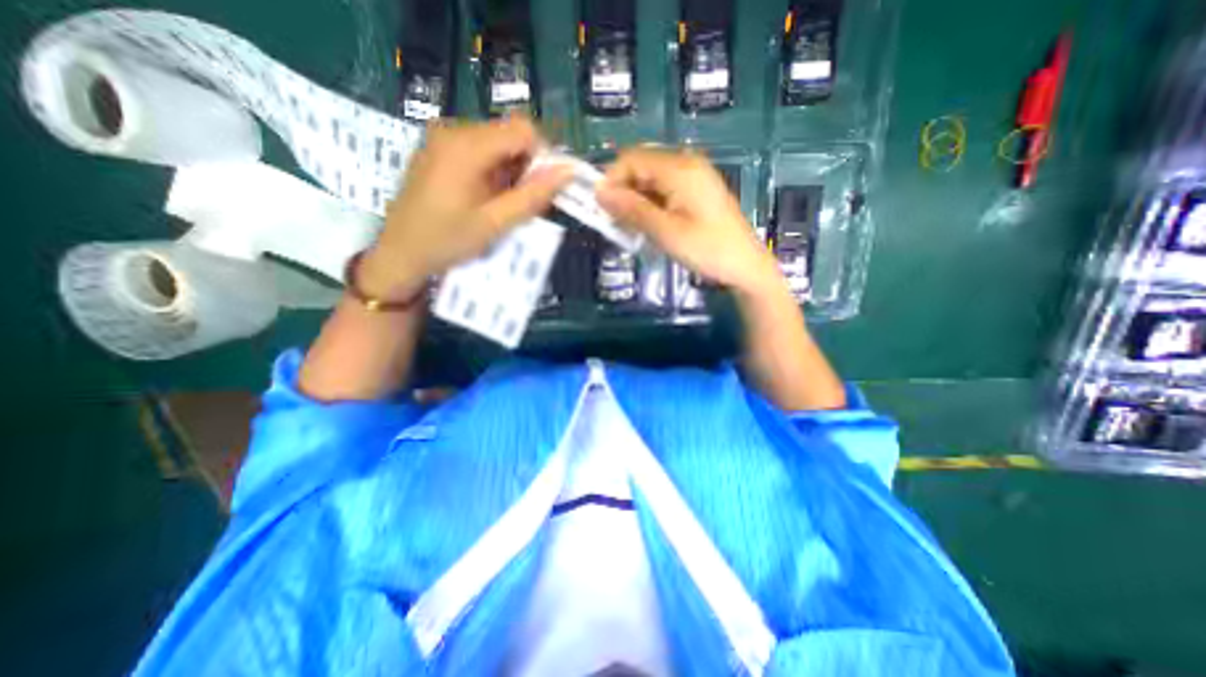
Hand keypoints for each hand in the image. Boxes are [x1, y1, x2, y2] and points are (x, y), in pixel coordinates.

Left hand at [357, 118, 569, 297]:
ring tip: (505, 206)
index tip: (544, 190)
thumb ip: (533, 196)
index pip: (523, 130)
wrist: (400, 254)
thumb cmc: (447, 241)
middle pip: (510, 135)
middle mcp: (453, 130)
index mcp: (466, 145)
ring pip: (497, 144)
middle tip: (525, 204)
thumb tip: (568, 172)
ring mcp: (443, 138)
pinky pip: (480, 151)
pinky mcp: (439, 149)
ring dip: (511, 173)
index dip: (543, 157)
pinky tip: (488, 199)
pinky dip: (494, 172)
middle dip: (527, 168)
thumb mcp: (495, 223)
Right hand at [595, 145, 781, 293]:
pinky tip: (647, 226)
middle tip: (614, 223)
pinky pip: (664, 190)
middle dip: (623, 192)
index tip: (601, 209)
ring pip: (651, 180)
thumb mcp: (665, 231)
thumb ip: (632, 209)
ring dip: (635, 201)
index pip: (632, 159)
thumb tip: (600, 193)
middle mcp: (686, 164)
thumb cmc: (707, 250)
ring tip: (629, 229)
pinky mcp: (697, 191)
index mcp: (680, 168)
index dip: (611, 180)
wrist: (746, 266)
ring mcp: (694, 177)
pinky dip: (650, 205)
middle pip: (641, 167)